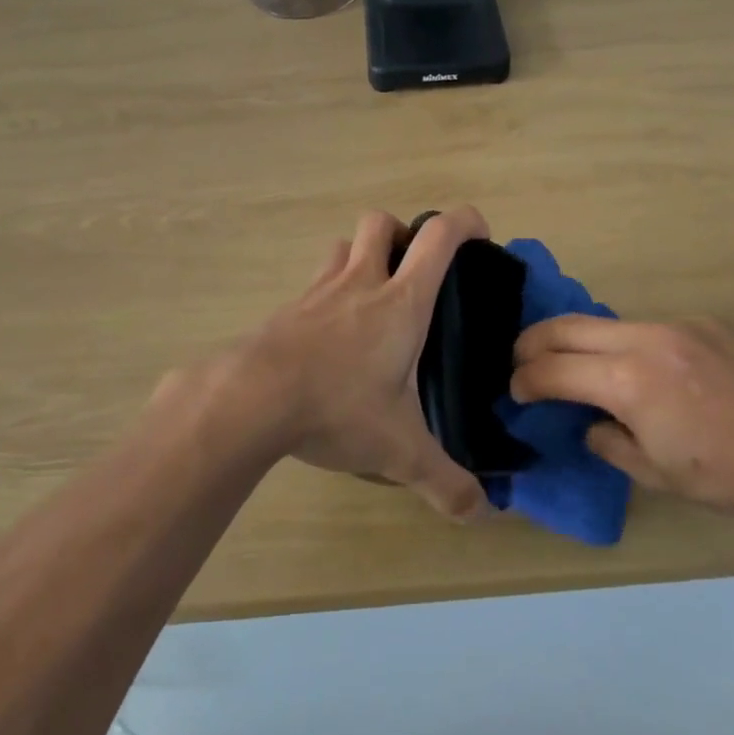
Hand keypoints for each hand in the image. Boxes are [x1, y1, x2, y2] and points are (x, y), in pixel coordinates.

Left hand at [217, 208, 492, 522]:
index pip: (439, 237)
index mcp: (401, 301)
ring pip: (342, 246)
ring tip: (372, 299)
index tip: (479, 236)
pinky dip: (328, 294)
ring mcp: (318, 291)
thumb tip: (482, 512)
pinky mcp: (287, 309)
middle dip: (403, 234)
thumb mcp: (399, 451)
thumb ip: (445, 482)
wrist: (252, 399)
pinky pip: (313, 284)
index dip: (465, 222)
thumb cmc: (338, 406)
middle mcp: (360, 282)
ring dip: (361, 257)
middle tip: (413, 274)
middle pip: (381, 223)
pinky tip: (330, 336)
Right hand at [511, 315, 733, 513]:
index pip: (553, 369)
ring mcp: (677, 324)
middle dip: (534, 343)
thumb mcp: (655, 473)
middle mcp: (645, 339)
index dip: (526, 379)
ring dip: (584, 342)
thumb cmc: (726, 474)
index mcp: (628, 380)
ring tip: (581, 365)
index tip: (516, 391)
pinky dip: (631, 346)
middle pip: (568, 326)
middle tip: (521, 360)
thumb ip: (607, 442)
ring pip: (608, 323)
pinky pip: (650, 328)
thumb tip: (590, 423)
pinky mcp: (704, 322)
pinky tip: (652, 373)